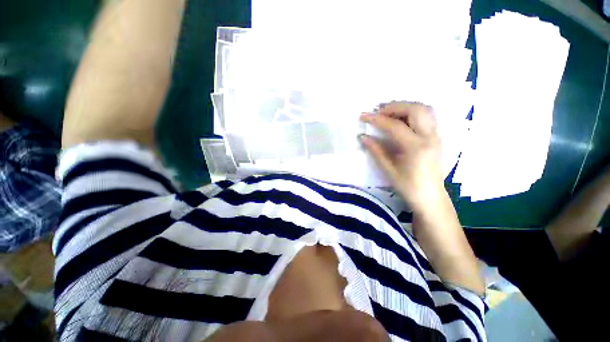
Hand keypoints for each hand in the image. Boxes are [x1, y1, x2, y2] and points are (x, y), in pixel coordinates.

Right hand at [360, 102, 444, 210]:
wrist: (430, 197)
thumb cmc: (408, 186)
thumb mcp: (388, 170)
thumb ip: (376, 151)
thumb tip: (363, 137)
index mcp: (415, 148)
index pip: (394, 126)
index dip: (377, 119)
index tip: (363, 115)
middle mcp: (429, 137)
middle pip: (415, 109)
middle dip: (394, 107)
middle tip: (378, 112)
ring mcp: (436, 136)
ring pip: (424, 109)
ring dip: (405, 106)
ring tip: (389, 112)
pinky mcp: (436, 137)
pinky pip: (427, 116)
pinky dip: (413, 112)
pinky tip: (402, 118)